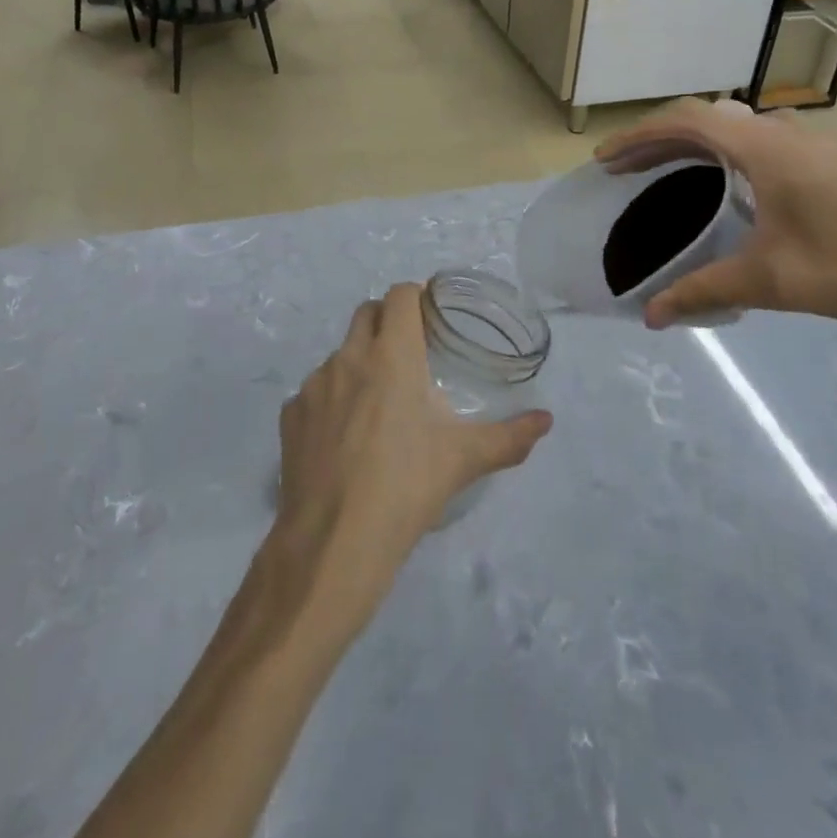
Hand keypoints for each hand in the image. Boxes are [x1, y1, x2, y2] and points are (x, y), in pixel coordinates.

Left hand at [275, 285, 551, 606]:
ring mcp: (313, 385)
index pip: (400, 296)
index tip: (430, 315)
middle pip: (367, 312)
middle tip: (409, 352)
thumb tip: (545, 421)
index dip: (416, 297)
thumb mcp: (464, 460)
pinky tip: (344, 439)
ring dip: (359, 363)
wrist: (334, 541)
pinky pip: (314, 392)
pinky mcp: (290, 414)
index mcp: (392, 356)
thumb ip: (509, 437)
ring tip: (378, 405)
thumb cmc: (406, 487)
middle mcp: (349, 358)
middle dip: (387, 320)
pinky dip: (332, 400)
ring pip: (339, 354)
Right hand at [596, 99, 836, 327]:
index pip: (685, 122)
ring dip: (697, 143)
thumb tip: (651, 317)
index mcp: (764, 149)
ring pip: (740, 126)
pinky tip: (738, 188)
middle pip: (707, 119)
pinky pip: (768, 139)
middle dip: (659, 140)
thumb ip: (704, 292)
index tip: (605, 160)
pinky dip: (732, 151)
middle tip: (626, 171)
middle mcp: (787, 131)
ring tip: (673, 174)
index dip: (637, 136)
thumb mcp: (772, 282)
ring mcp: (818, 139)